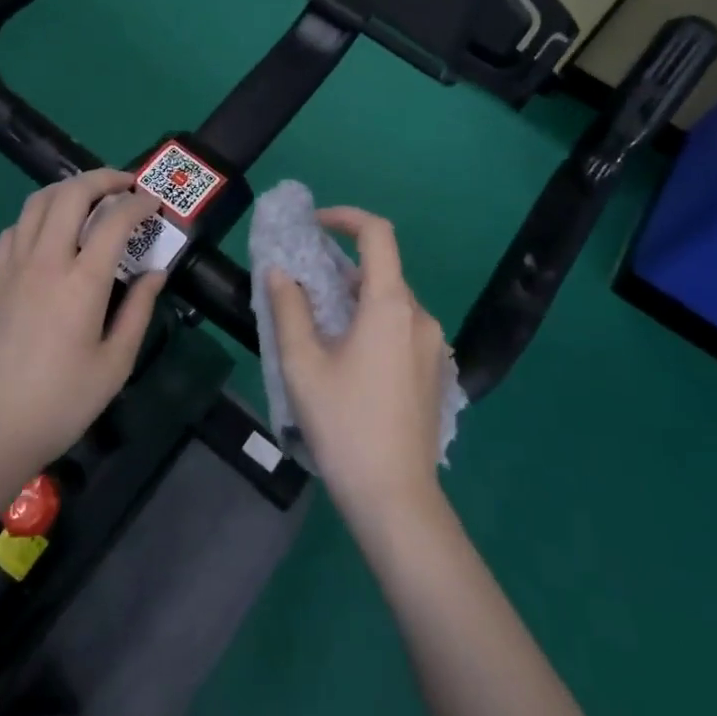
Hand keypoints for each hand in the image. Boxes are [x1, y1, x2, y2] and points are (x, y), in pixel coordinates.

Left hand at [0, 168, 164, 489]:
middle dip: (102, 179)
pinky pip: (14, 229)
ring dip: (67, 189)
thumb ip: (139, 311)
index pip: (114, 221)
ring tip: (89, 197)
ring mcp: (12, 267)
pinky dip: (37, 215)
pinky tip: (49, 232)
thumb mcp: (115, 365)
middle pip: (70, 194)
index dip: (138, 204)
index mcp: (82, 283)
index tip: (153, 204)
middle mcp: (45, 261)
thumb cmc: (61, 403)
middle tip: (124, 185)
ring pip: (37, 202)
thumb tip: (156, 273)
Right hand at [267, 208, 449, 520]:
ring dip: (357, 299)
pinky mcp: (435, 372)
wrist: (395, 498)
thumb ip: (290, 309)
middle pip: (383, 271)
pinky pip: (402, 329)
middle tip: (303, 286)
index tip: (314, 224)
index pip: (378, 235)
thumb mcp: (302, 364)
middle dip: (342, 267)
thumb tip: (281, 273)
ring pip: (392, 303)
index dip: (346, 217)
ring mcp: (433, 346)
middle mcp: (420, 317)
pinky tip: (349, 358)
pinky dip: (373, 323)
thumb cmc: (344, 424)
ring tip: (320, 326)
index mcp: (390, 306)